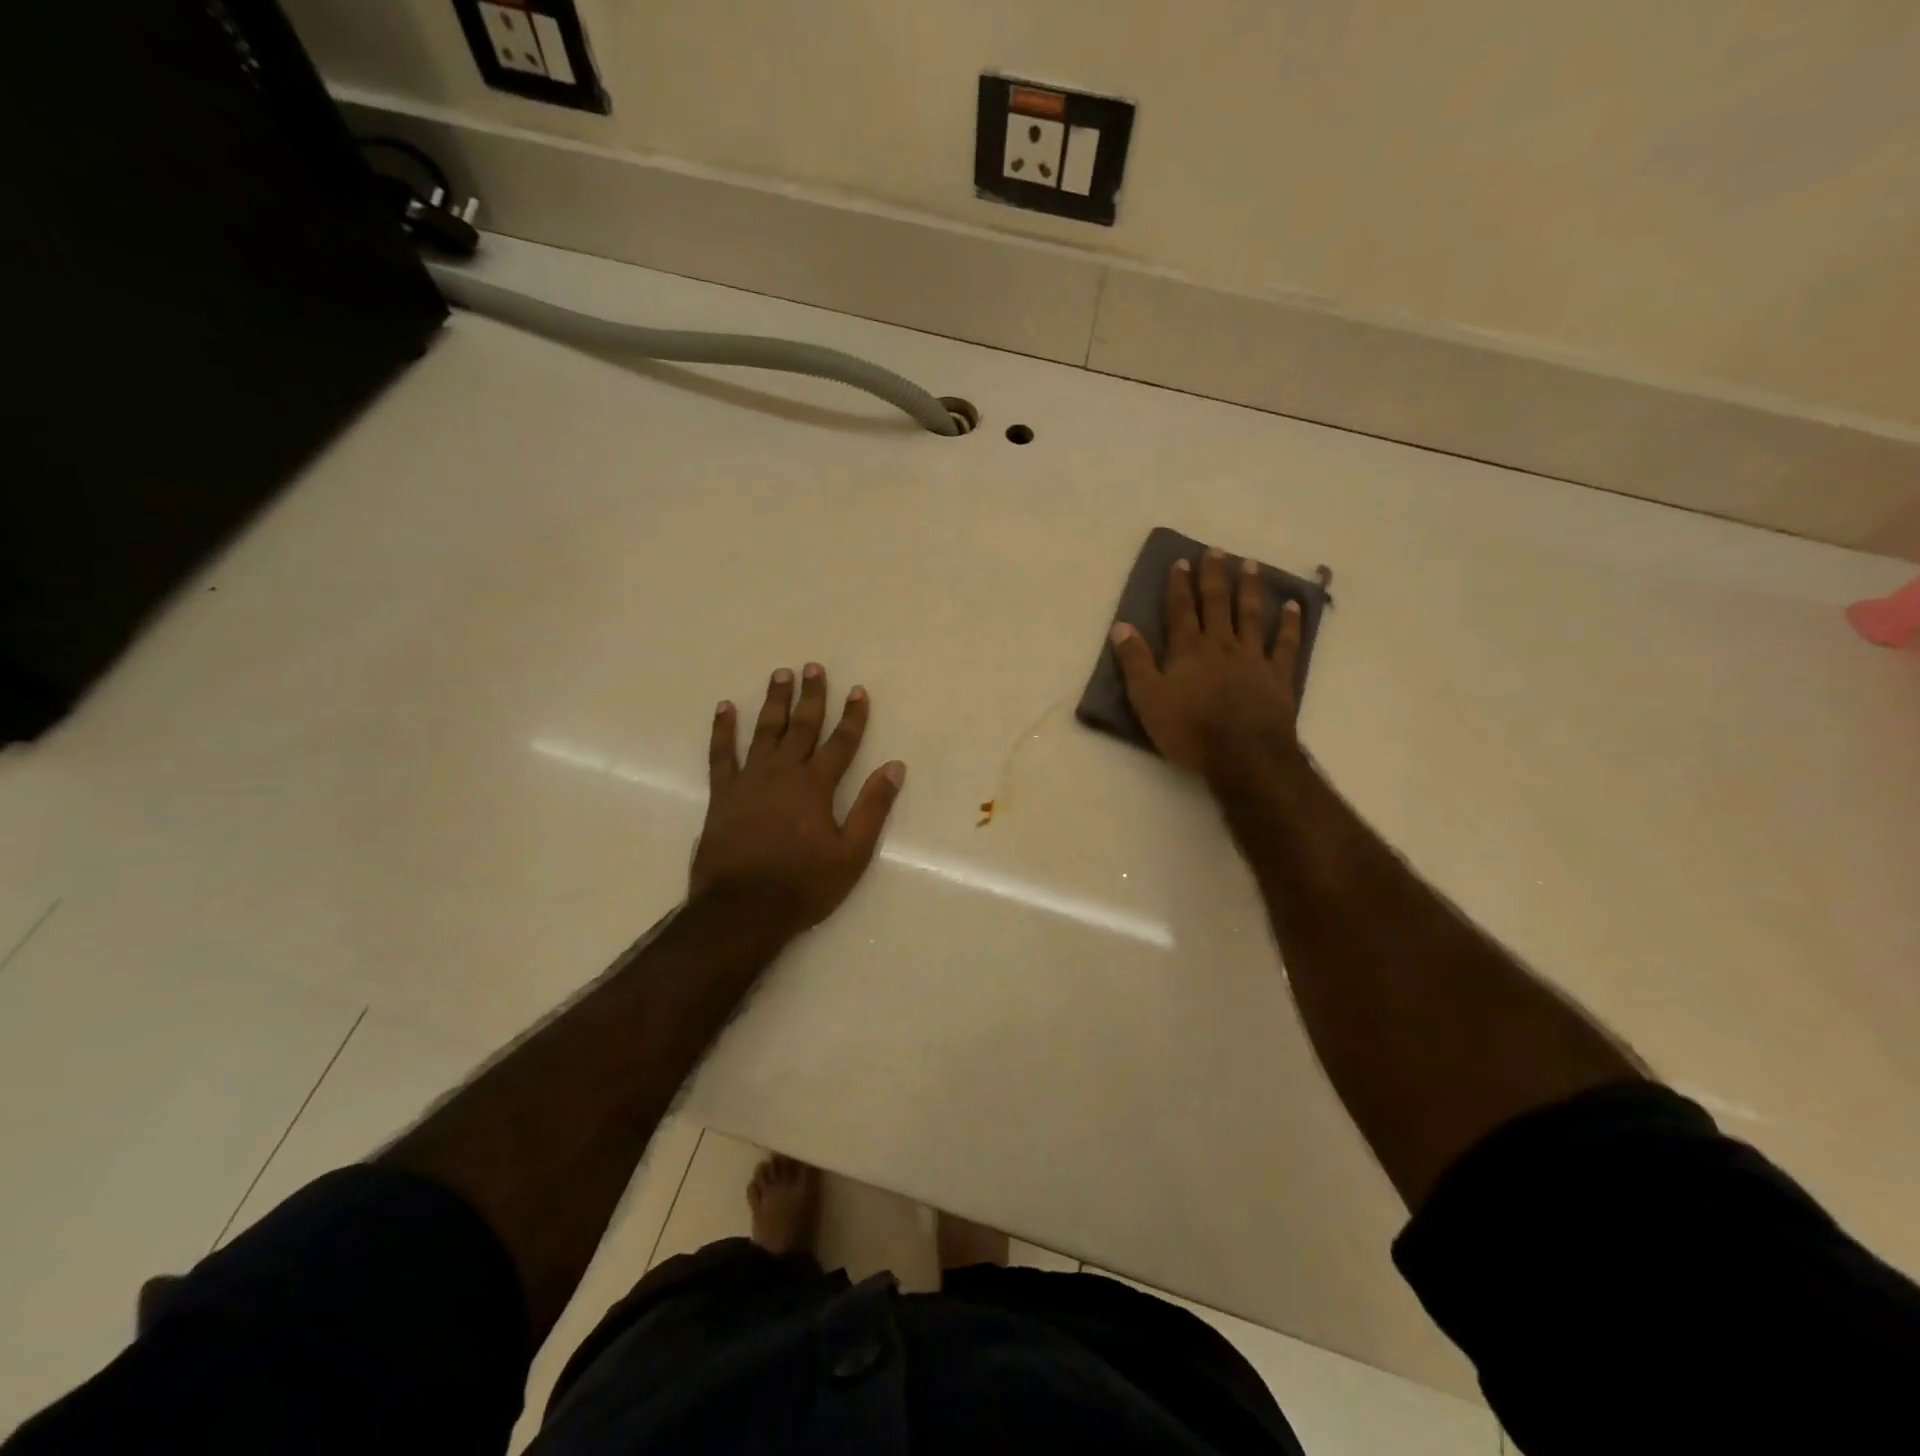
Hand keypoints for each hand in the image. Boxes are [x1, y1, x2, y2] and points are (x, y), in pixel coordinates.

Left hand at [691, 664, 905, 935]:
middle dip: (811, 696)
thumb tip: (894, 767)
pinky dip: (723, 730)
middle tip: (813, 667)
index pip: (841, 742)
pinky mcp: (722, 794)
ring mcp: (749, 781)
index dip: (852, 716)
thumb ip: (872, 807)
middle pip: (801, 727)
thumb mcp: (852, 853)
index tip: (858, 690)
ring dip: (774, 702)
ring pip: (764, 731)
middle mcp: (783, 773)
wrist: (742, 909)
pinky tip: (725, 708)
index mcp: (816, 786)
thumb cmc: (803, 884)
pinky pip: (721, 754)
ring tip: (780, 675)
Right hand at [1109, 549, 1301, 771]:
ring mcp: (1254, 658)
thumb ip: (1135, 662)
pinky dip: (1290, 623)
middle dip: (1214, 576)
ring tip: (1250, 565)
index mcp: (1188, 650)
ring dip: (1249, 589)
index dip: (1179, 586)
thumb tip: (1121, 627)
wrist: (1243, 754)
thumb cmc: (1189, 730)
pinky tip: (1293, 605)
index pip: (1181, 611)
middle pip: (1217, 604)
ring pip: (1251, 615)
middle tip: (1216, 550)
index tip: (1181, 562)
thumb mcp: (1147, 699)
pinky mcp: (1278, 675)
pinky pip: (1286, 643)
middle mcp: (1221, 645)